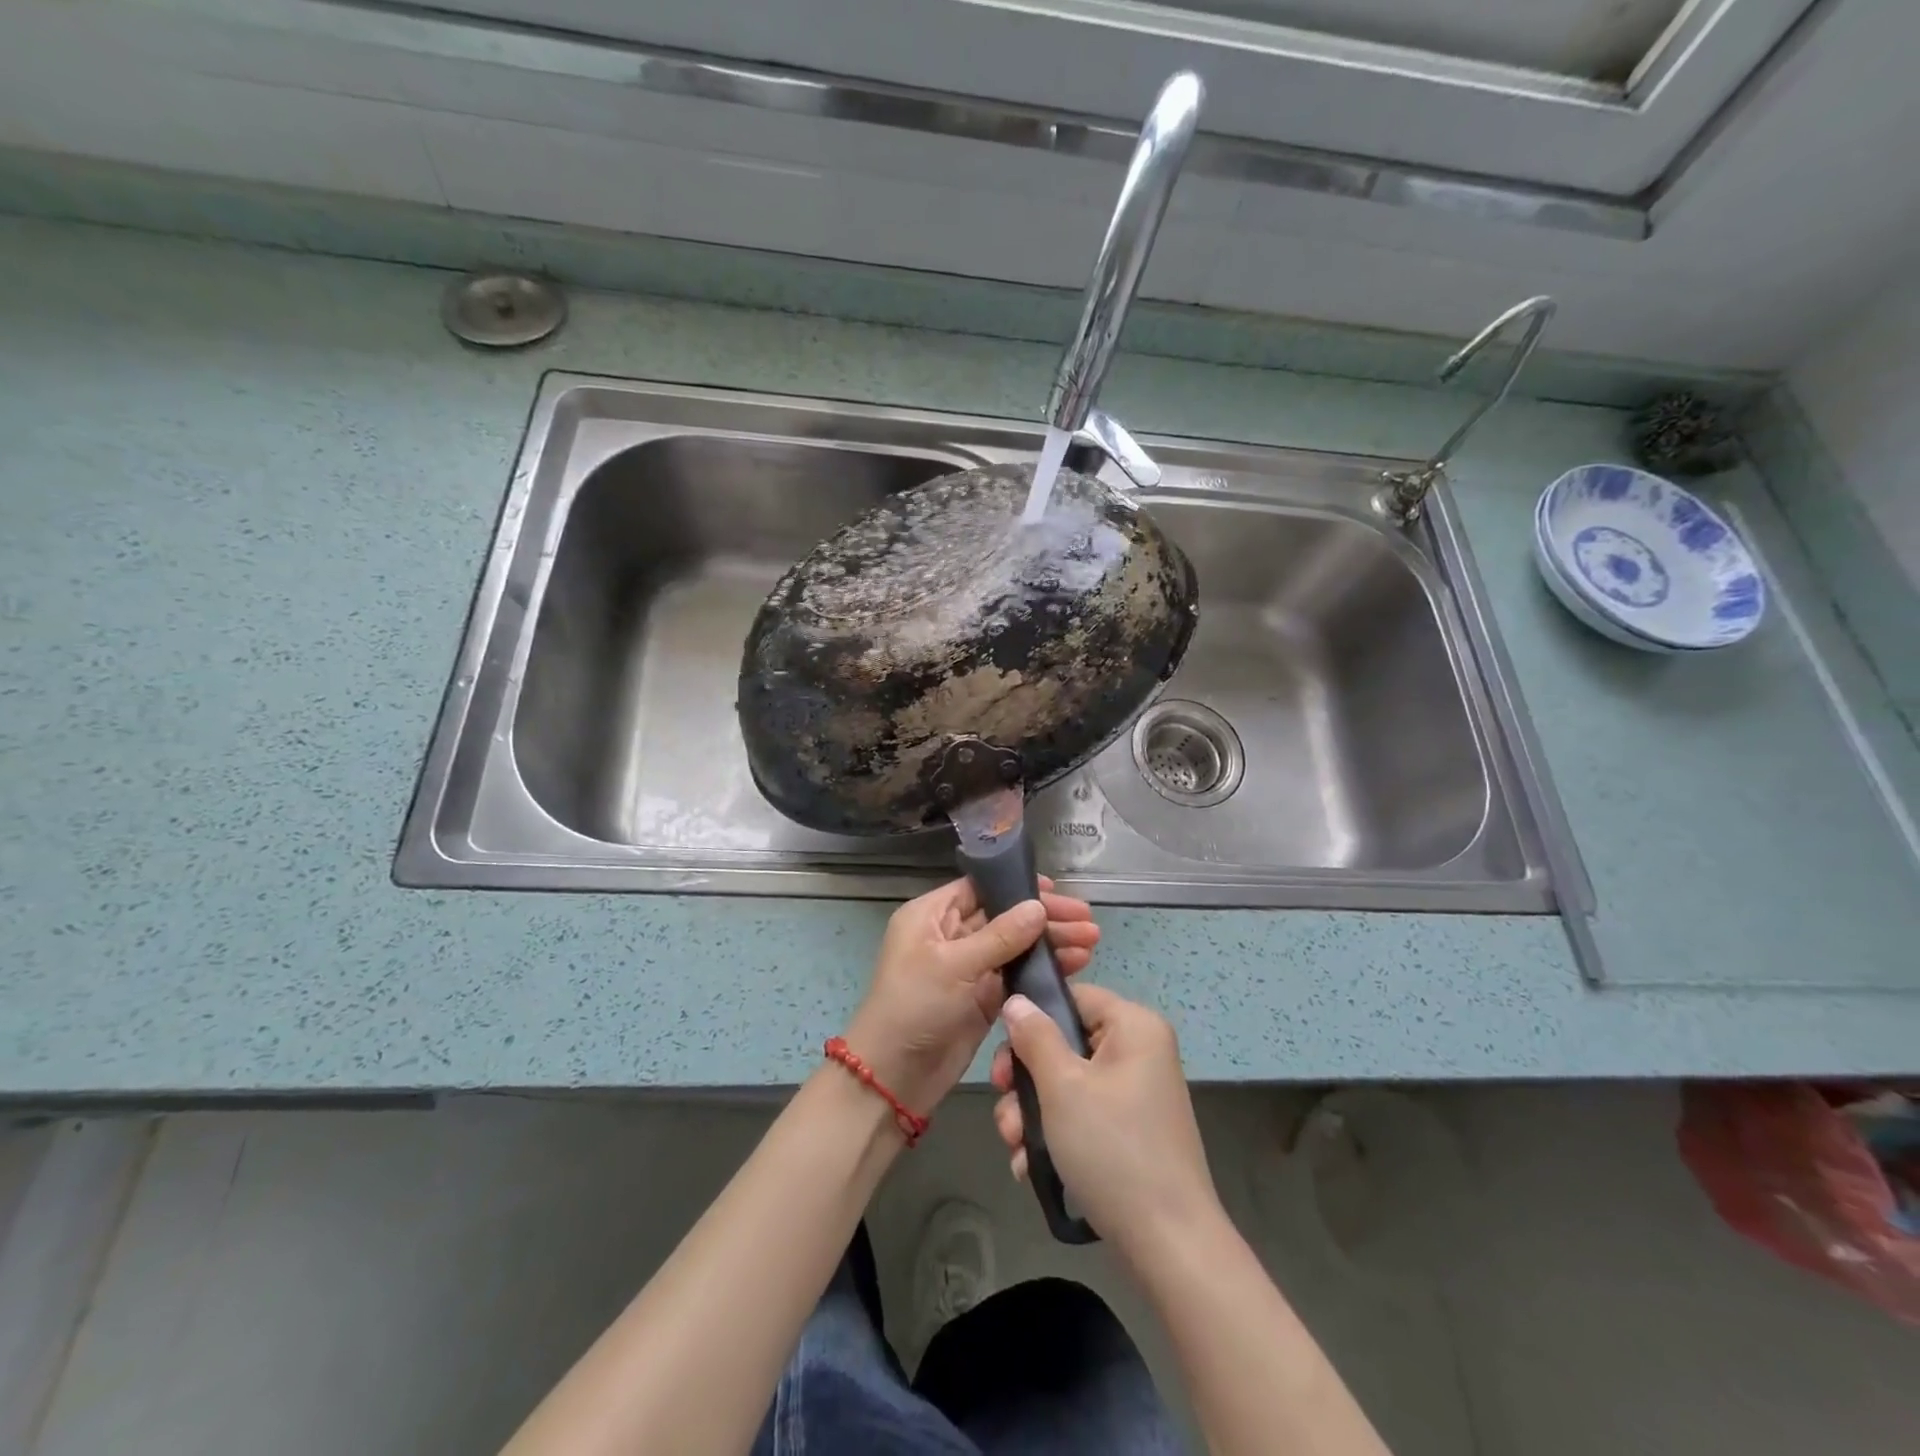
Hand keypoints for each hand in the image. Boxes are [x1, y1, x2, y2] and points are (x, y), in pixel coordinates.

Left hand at [844, 876, 1098, 1115]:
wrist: (893, 1077)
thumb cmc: (914, 1007)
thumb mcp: (954, 965)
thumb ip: (1000, 936)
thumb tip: (1038, 907)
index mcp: (932, 916)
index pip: (980, 888)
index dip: (1018, 887)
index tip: (1057, 891)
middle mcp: (950, 935)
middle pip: (1004, 916)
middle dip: (1044, 918)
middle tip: (1087, 921)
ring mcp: (968, 968)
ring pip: (1015, 947)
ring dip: (1050, 944)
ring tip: (1092, 942)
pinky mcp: (982, 998)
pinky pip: (1017, 975)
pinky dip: (1043, 970)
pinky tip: (1075, 966)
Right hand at [992, 984, 1220, 1255]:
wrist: (1169, 1245)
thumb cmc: (1112, 1149)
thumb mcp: (1062, 1086)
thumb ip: (1035, 1037)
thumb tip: (1017, 1001)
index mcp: (1134, 1026)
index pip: (1074, 996)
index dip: (1034, 1018)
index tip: (1004, 1054)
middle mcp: (1139, 1052)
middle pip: (1065, 1043)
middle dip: (1026, 1080)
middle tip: (1005, 1108)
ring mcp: (1136, 1094)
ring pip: (1068, 1083)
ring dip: (1033, 1113)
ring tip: (1014, 1146)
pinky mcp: (1131, 1131)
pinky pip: (1084, 1114)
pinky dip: (1055, 1134)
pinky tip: (1029, 1166)